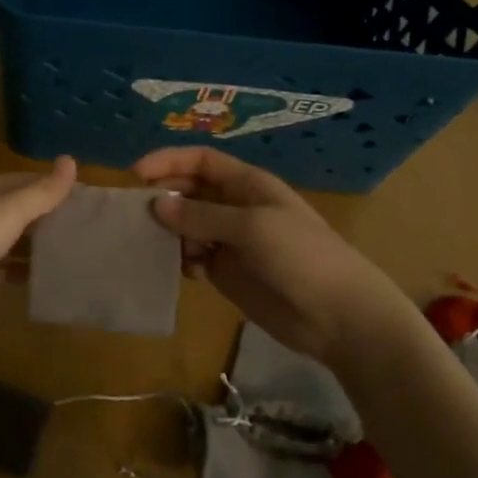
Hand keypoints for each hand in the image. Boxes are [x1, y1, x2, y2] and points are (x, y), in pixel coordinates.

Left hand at [0, 156, 77, 336]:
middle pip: (17, 210)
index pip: (25, 181)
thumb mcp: (7, 212)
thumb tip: (70, 160)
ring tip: (71, 257)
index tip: (88, 202)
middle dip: (47, 219)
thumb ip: (41, 192)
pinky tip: (40, 282)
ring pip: (8, 240)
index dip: (54, 188)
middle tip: (87, 233)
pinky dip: (16, 272)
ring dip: (34, 247)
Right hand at [133, 146, 413, 366]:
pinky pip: (193, 257)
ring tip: (155, 243)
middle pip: (189, 191)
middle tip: (137, 212)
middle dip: (164, 196)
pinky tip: (181, 269)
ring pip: (187, 225)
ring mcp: (231, 241)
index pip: (201, 161)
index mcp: (248, 185)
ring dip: (169, 230)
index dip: (169, 161)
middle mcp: (236, 207)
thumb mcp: (252, 227)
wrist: (340, 317)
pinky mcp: (227, 273)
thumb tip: (156, 205)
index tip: (136, 174)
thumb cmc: (302, 257)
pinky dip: (180, 259)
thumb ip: (201, 216)